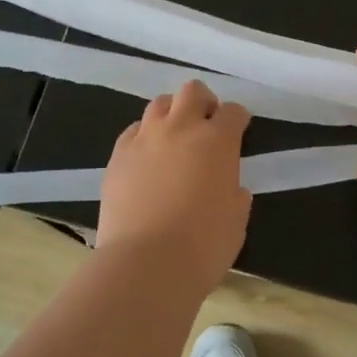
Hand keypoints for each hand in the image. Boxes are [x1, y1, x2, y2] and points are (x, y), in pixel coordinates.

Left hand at [98, 80, 252, 289]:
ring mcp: (145, 139)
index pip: (233, 112)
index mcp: (217, 141)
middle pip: (192, 92)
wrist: (145, 264)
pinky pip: (133, 131)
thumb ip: (235, 195)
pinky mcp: (118, 155)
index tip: (239, 130)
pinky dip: (144, 136)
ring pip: (159, 104)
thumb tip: (231, 188)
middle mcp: (180, 128)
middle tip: (206, 124)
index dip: (238, 119)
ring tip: (174, 137)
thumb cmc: (203, 247)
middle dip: (203, 102)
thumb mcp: (236, 221)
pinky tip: (147, 157)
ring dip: (171, 114)